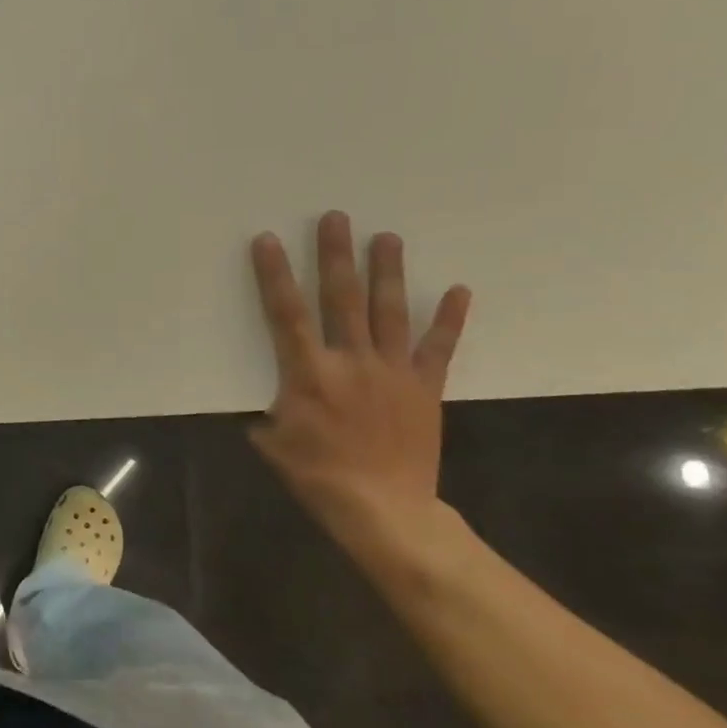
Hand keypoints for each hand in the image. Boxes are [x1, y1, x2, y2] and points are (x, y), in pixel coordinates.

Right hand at [247, 211, 471, 558]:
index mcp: (308, 373)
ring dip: (386, 272)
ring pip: (388, 312)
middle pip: (340, 299)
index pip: (286, 314)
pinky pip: (438, 348)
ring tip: (387, 237)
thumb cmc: (319, 476)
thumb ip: (269, 412)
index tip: (269, 240)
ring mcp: (392, 372)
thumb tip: (269, 401)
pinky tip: (457, 289)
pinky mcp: (424, 387)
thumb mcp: (273, 443)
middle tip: (336, 218)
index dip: (276, 275)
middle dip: (336, 256)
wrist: (385, 510)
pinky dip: (449, 319)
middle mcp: (350, 361)